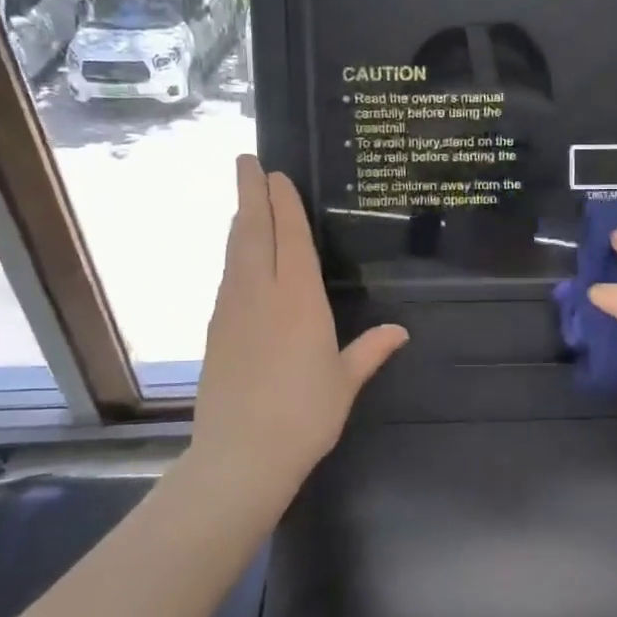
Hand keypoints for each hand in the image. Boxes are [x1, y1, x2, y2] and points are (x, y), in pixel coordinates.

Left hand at [189, 157, 406, 490]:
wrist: (241, 455)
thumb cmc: (305, 415)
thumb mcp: (345, 381)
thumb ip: (370, 350)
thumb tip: (401, 330)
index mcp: (299, 299)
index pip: (290, 237)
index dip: (283, 203)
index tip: (275, 173)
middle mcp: (261, 294)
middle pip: (253, 232)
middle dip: (250, 193)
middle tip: (245, 161)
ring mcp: (232, 310)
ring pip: (235, 253)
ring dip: (241, 222)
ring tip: (246, 203)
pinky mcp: (215, 331)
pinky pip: (227, 279)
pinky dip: (234, 256)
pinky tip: (239, 260)